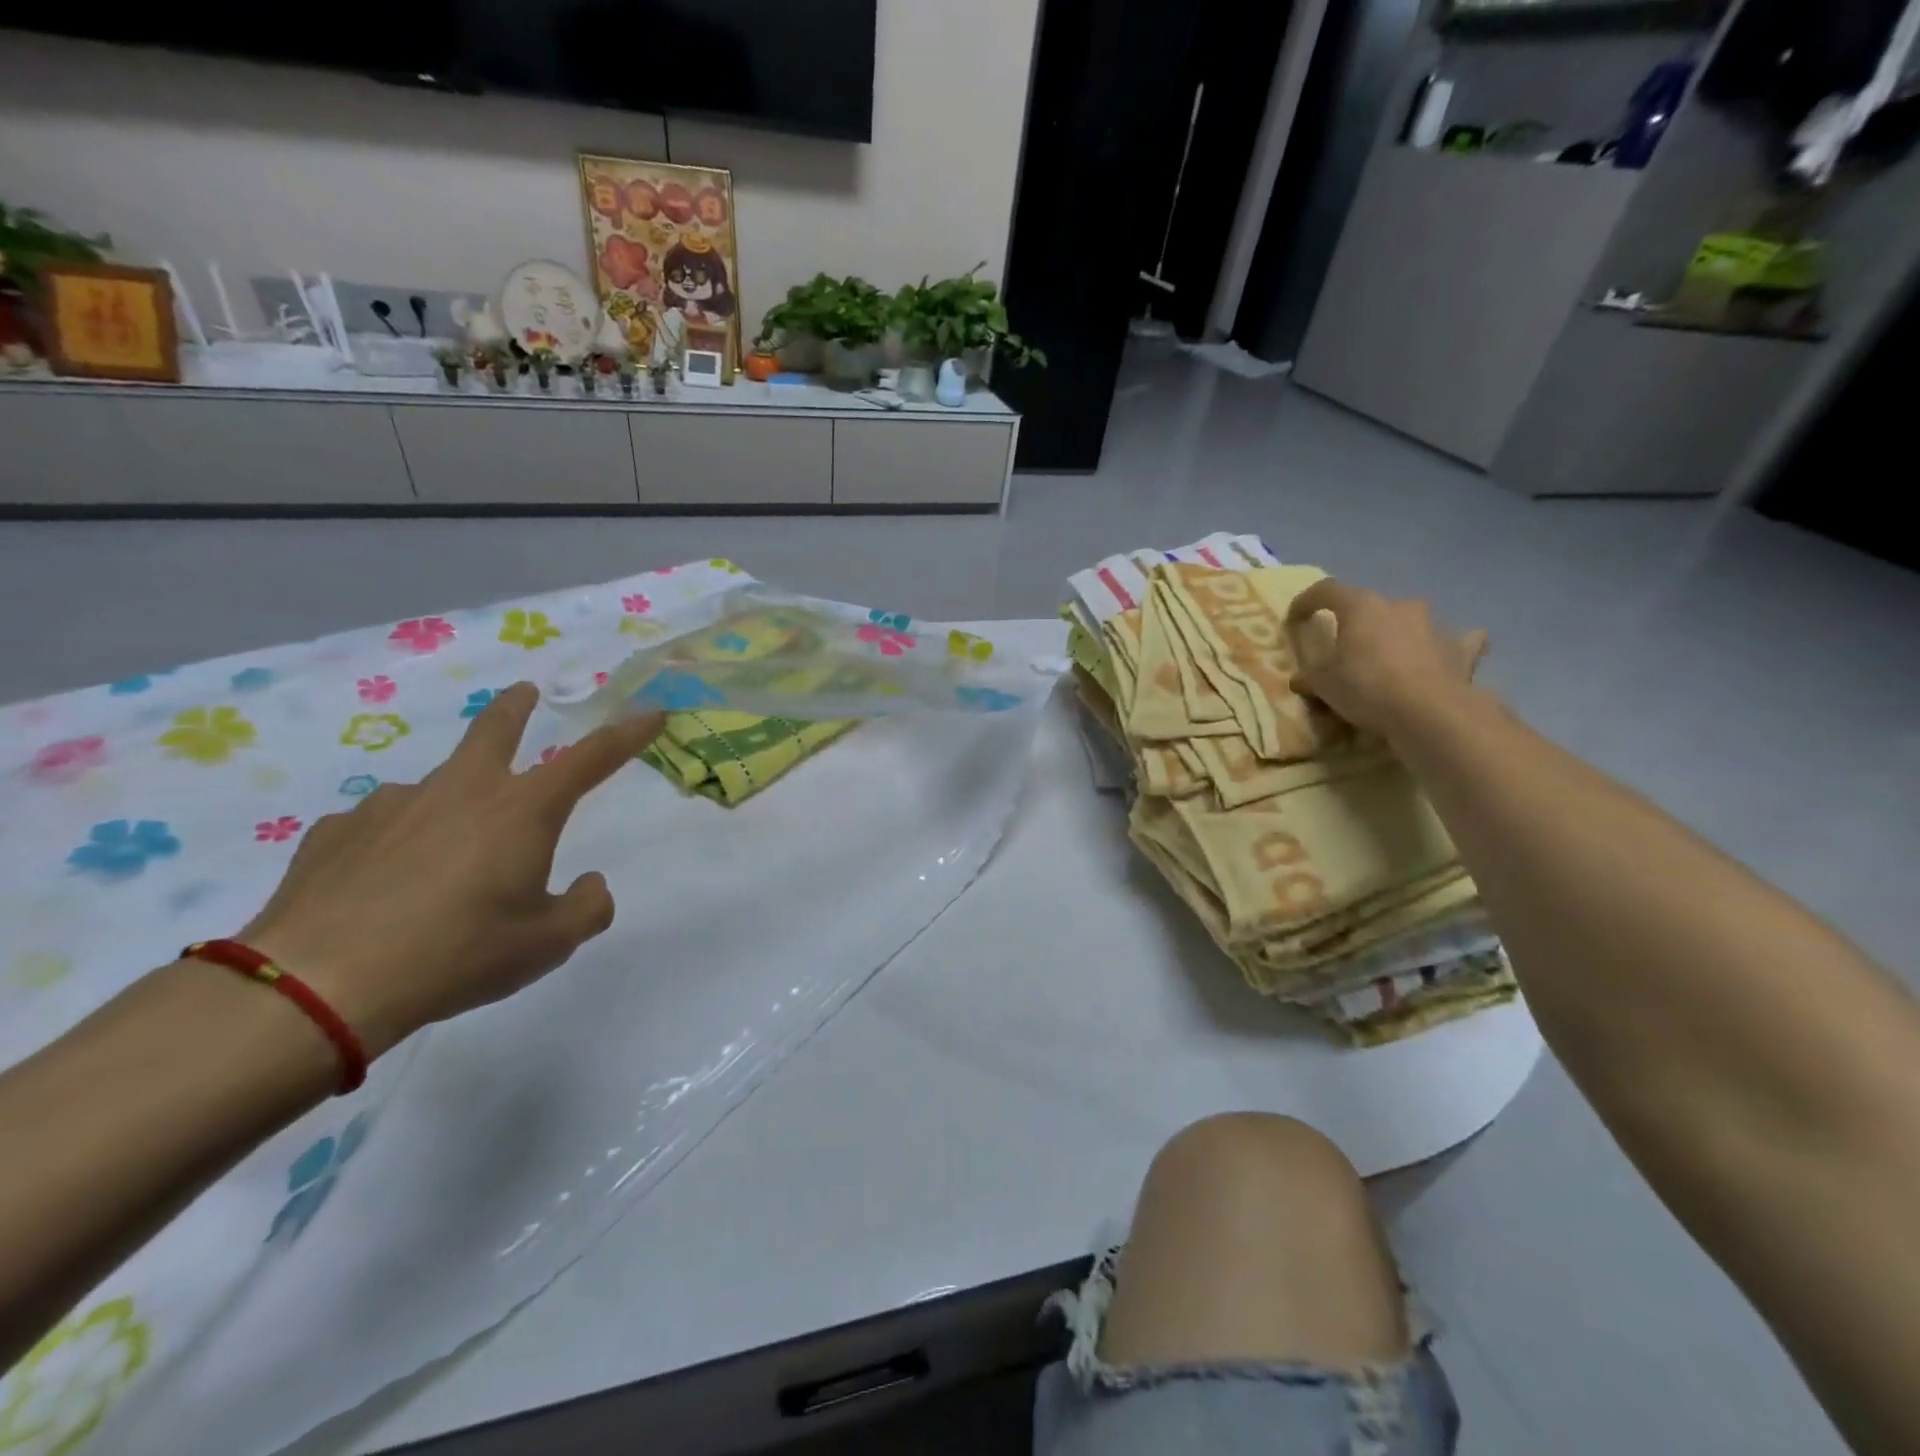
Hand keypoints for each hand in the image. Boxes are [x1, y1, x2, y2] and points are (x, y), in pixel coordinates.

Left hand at [239, 685, 663, 1057]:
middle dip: (517, 708)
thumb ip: (586, 908)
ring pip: (435, 788)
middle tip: (525, 692)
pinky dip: (396, 841)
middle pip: (494, 730)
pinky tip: (383, 882)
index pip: (591, 758)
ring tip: (443, 861)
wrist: (317, 985)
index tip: (651, 712)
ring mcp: (391, 805)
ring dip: (451, 805)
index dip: (626, 734)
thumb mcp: (547, 945)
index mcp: (522, 811)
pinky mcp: (336, 832)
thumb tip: (590, 883)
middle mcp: (460, 791)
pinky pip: (381, 825)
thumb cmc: (458, 954)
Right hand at [1285, 580, 1488, 740]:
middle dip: (1355, 625)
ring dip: (1396, 634)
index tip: (1294, 621)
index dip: (1305, 602)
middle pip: (1369, 607)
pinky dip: (1445, 646)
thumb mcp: (1322, 684)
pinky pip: (1454, 641)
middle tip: (1344, 651)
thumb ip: (1309, 675)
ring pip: (1408, 621)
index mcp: (1360, 606)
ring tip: (1388, 660)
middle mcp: (1398, 605)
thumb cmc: (1366, 688)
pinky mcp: (1460, 648)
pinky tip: (1443, 657)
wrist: (1430, 712)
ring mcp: (1434, 624)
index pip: (1325, 590)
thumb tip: (1300, 678)